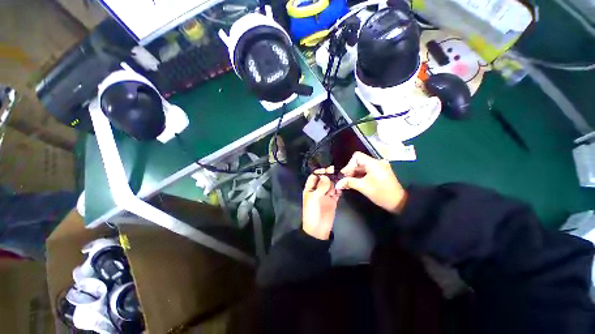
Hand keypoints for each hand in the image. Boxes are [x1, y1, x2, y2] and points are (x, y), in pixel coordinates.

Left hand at [302, 166, 340, 239]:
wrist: (318, 229)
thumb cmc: (312, 212)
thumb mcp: (313, 198)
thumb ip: (320, 186)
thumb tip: (326, 176)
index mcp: (310, 188)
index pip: (314, 176)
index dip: (320, 172)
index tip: (327, 169)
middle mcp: (318, 190)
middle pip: (324, 179)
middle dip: (329, 175)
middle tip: (336, 172)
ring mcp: (326, 195)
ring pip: (331, 184)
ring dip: (335, 182)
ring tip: (340, 179)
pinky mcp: (333, 200)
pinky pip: (336, 192)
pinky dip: (339, 189)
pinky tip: (341, 187)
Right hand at [336, 152, 406, 213]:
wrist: (399, 202)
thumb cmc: (381, 194)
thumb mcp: (363, 187)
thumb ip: (349, 183)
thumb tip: (337, 184)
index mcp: (373, 163)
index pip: (357, 157)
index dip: (349, 165)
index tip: (345, 175)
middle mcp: (377, 162)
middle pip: (359, 161)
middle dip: (351, 170)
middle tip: (345, 180)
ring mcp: (379, 167)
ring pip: (362, 166)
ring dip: (355, 173)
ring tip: (349, 182)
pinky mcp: (380, 172)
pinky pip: (367, 170)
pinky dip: (360, 175)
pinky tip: (356, 182)